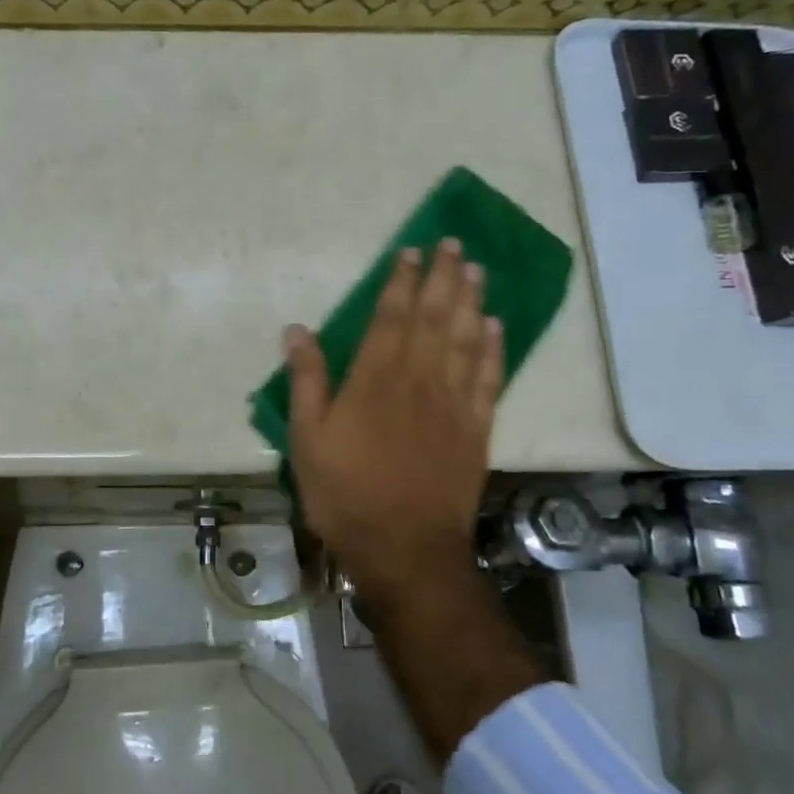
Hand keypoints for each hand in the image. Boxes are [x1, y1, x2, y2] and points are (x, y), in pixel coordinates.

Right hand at [285, 240, 501, 609]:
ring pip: (466, 339)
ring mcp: (453, 404)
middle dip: (443, 277)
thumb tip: (297, 330)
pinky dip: (494, 348)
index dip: (400, 281)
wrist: (405, 549)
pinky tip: (496, 326)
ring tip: (476, 270)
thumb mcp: (307, 440)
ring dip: (471, 301)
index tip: (410, 252)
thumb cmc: (345, 495)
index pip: (391, 317)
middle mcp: (419, 380)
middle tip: (453, 244)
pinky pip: (489, 378)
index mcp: (375, 379)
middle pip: (435, 317)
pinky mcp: (476, 429)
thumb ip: (306, 381)